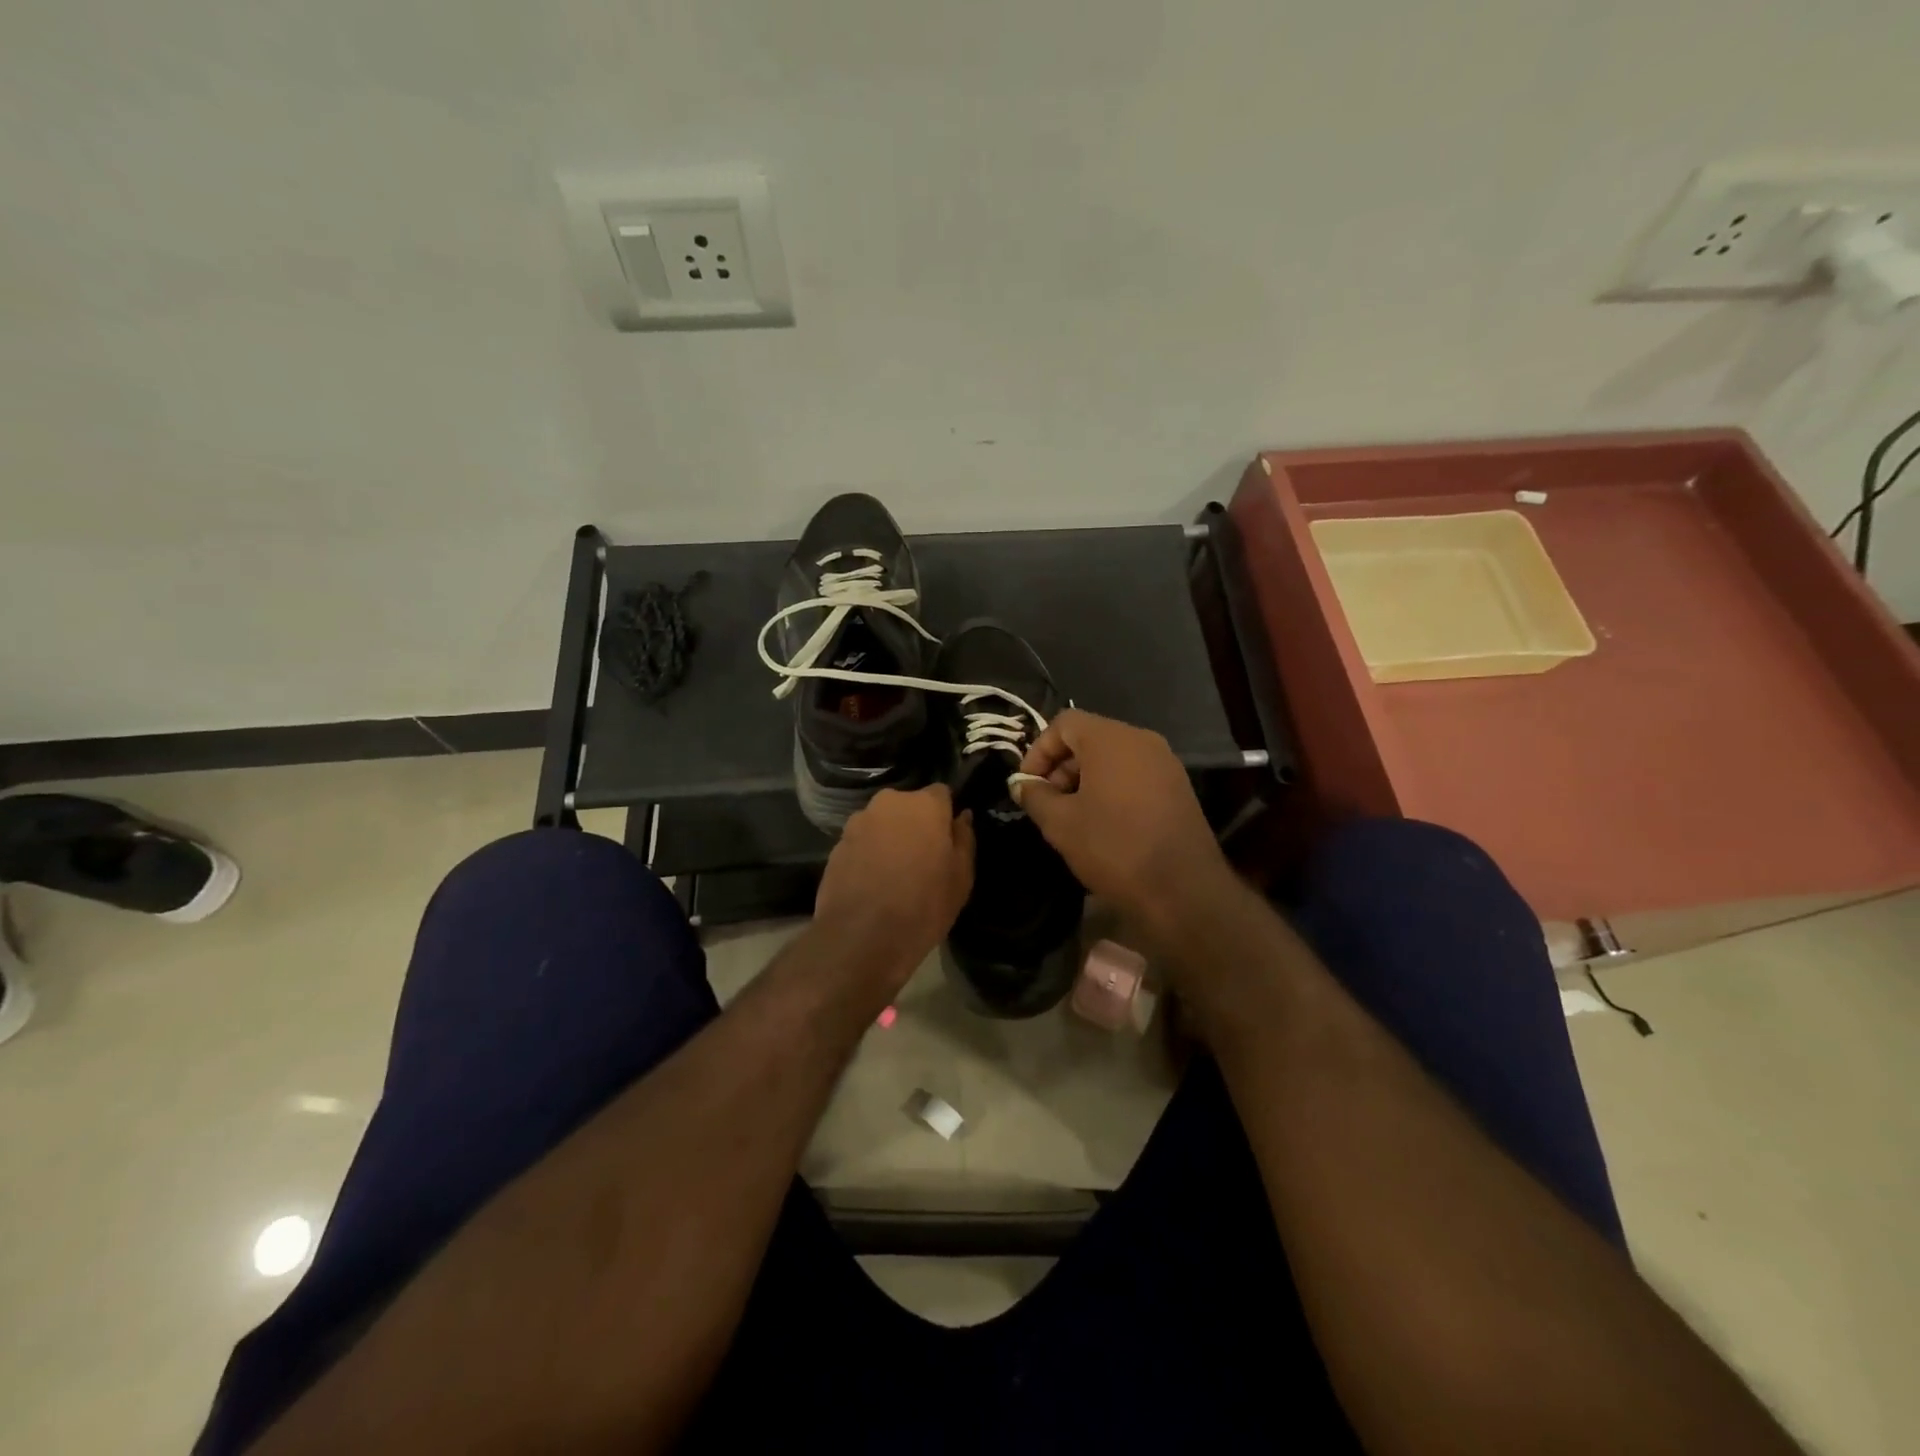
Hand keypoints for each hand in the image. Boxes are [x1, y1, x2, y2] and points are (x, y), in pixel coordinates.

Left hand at [813, 785, 974, 993]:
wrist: (862, 937)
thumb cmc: (924, 905)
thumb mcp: (961, 877)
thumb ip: (964, 839)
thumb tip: (962, 817)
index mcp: (924, 805)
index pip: (941, 794)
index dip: (945, 815)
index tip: (947, 840)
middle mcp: (888, 803)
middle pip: (908, 807)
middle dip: (915, 825)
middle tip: (922, 859)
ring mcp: (857, 823)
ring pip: (882, 823)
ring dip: (889, 839)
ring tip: (894, 874)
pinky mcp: (835, 846)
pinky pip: (861, 843)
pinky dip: (868, 856)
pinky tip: (872, 884)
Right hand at [1014, 709, 1232, 936]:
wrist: (1183, 890)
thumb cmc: (1114, 847)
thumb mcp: (1061, 823)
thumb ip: (1035, 796)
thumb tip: (1021, 784)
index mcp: (1111, 739)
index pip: (1064, 723)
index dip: (1039, 750)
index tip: (1028, 784)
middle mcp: (1141, 740)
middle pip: (1089, 737)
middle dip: (1061, 766)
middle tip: (1048, 802)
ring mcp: (1165, 762)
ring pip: (1113, 757)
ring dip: (1085, 778)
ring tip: (1072, 816)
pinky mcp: (1177, 787)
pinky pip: (1134, 773)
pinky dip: (1111, 787)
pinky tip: (1103, 822)